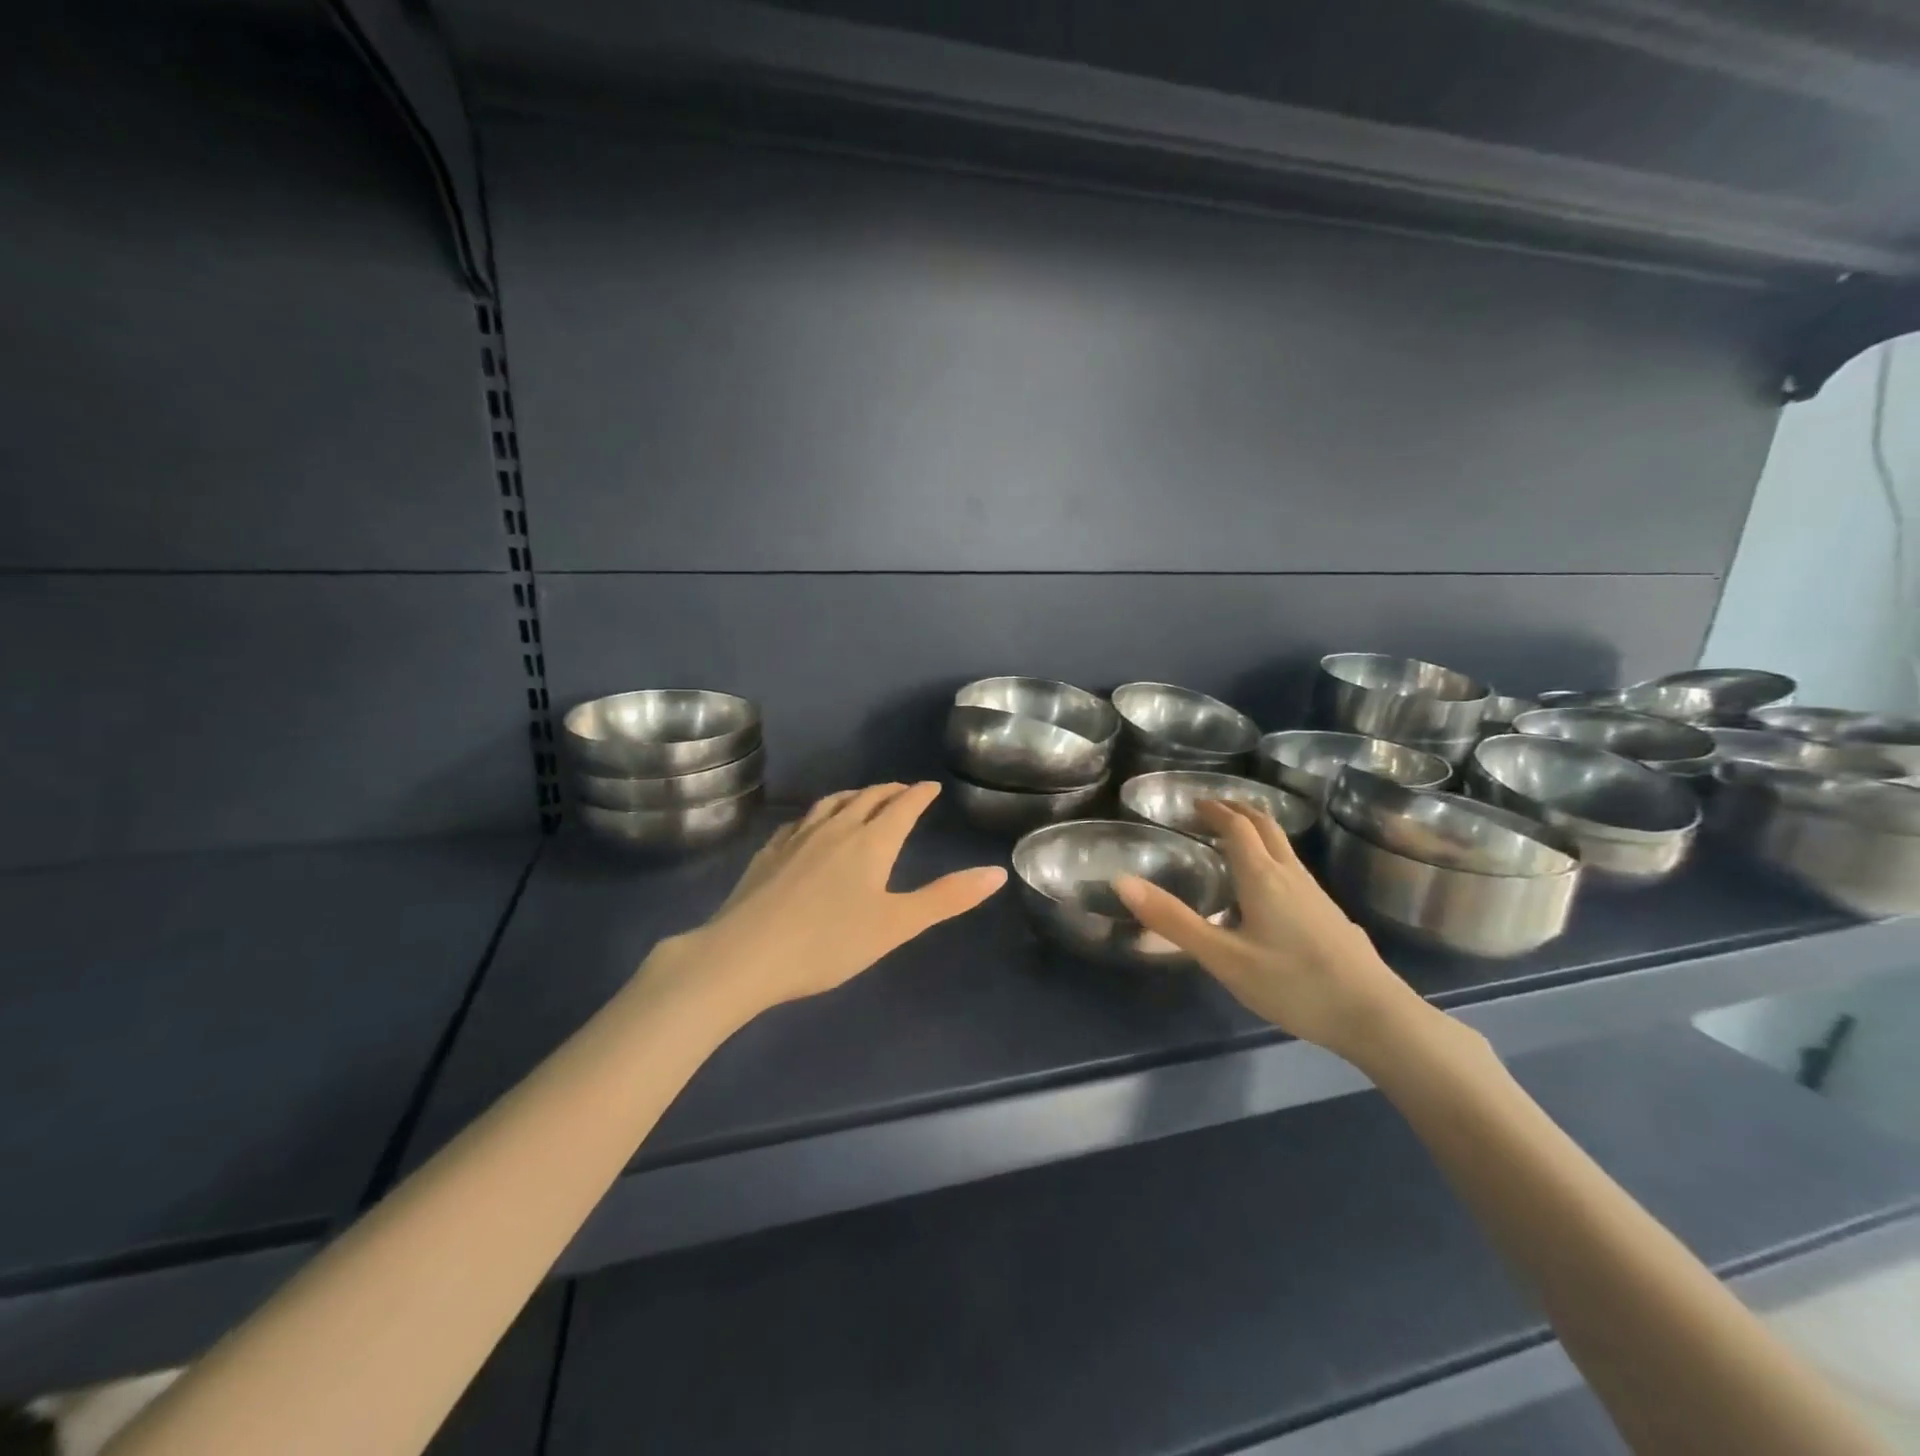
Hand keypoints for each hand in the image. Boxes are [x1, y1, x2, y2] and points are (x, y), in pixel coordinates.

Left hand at [647, 782, 1006, 1018]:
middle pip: (867, 798)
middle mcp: (835, 828)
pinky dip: (818, 814)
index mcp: (871, 842)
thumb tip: (997, 872)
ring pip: (832, 803)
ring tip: (863, 797)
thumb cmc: (828, 942)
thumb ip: (947, 898)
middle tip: (903, 790)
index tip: (931, 786)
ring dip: (854, 795)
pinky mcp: (769, 852)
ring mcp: (797, 837)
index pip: (902, 806)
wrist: (744, 955)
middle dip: (890, 791)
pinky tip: (811, 825)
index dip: (919, 794)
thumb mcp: (896, 925)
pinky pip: (801, 820)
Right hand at [1114, 801, 1436, 1063]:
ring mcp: (1317, 895)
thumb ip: (1174, 921)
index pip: (1237, 826)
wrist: (1375, 1016)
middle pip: (1266, 827)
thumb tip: (1122, 882)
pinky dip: (1273, 859)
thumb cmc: (1293, 984)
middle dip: (1238, 810)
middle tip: (1213, 809)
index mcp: (1262, 877)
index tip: (1194, 803)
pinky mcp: (1330, 916)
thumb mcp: (1224, 958)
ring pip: (1284, 848)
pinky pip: (1295, 870)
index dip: (1215, 810)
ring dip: (1258, 833)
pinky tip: (1270, 891)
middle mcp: (1291, 876)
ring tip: (1235, 841)